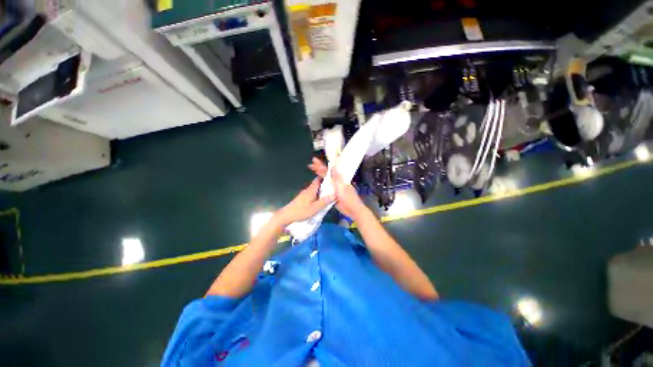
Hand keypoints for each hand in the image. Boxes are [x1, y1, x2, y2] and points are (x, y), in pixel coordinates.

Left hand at [275, 178, 334, 225]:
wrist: (287, 215)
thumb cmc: (301, 211)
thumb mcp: (315, 208)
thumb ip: (325, 201)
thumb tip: (336, 194)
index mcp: (311, 190)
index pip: (319, 179)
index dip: (325, 177)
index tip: (333, 177)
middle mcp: (308, 189)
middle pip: (318, 184)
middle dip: (325, 184)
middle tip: (334, 186)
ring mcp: (305, 194)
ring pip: (315, 189)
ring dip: (322, 190)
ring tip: (330, 193)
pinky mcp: (303, 198)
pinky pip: (313, 193)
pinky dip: (318, 194)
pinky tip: (321, 199)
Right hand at [308, 158, 366, 218]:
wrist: (353, 210)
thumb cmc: (348, 199)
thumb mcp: (342, 187)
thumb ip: (337, 178)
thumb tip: (334, 166)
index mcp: (340, 179)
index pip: (329, 170)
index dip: (322, 166)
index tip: (315, 161)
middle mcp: (337, 182)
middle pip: (327, 174)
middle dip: (319, 168)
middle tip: (311, 164)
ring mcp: (334, 188)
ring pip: (325, 180)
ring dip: (319, 175)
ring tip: (312, 170)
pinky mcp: (332, 195)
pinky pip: (325, 188)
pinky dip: (321, 184)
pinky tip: (316, 182)